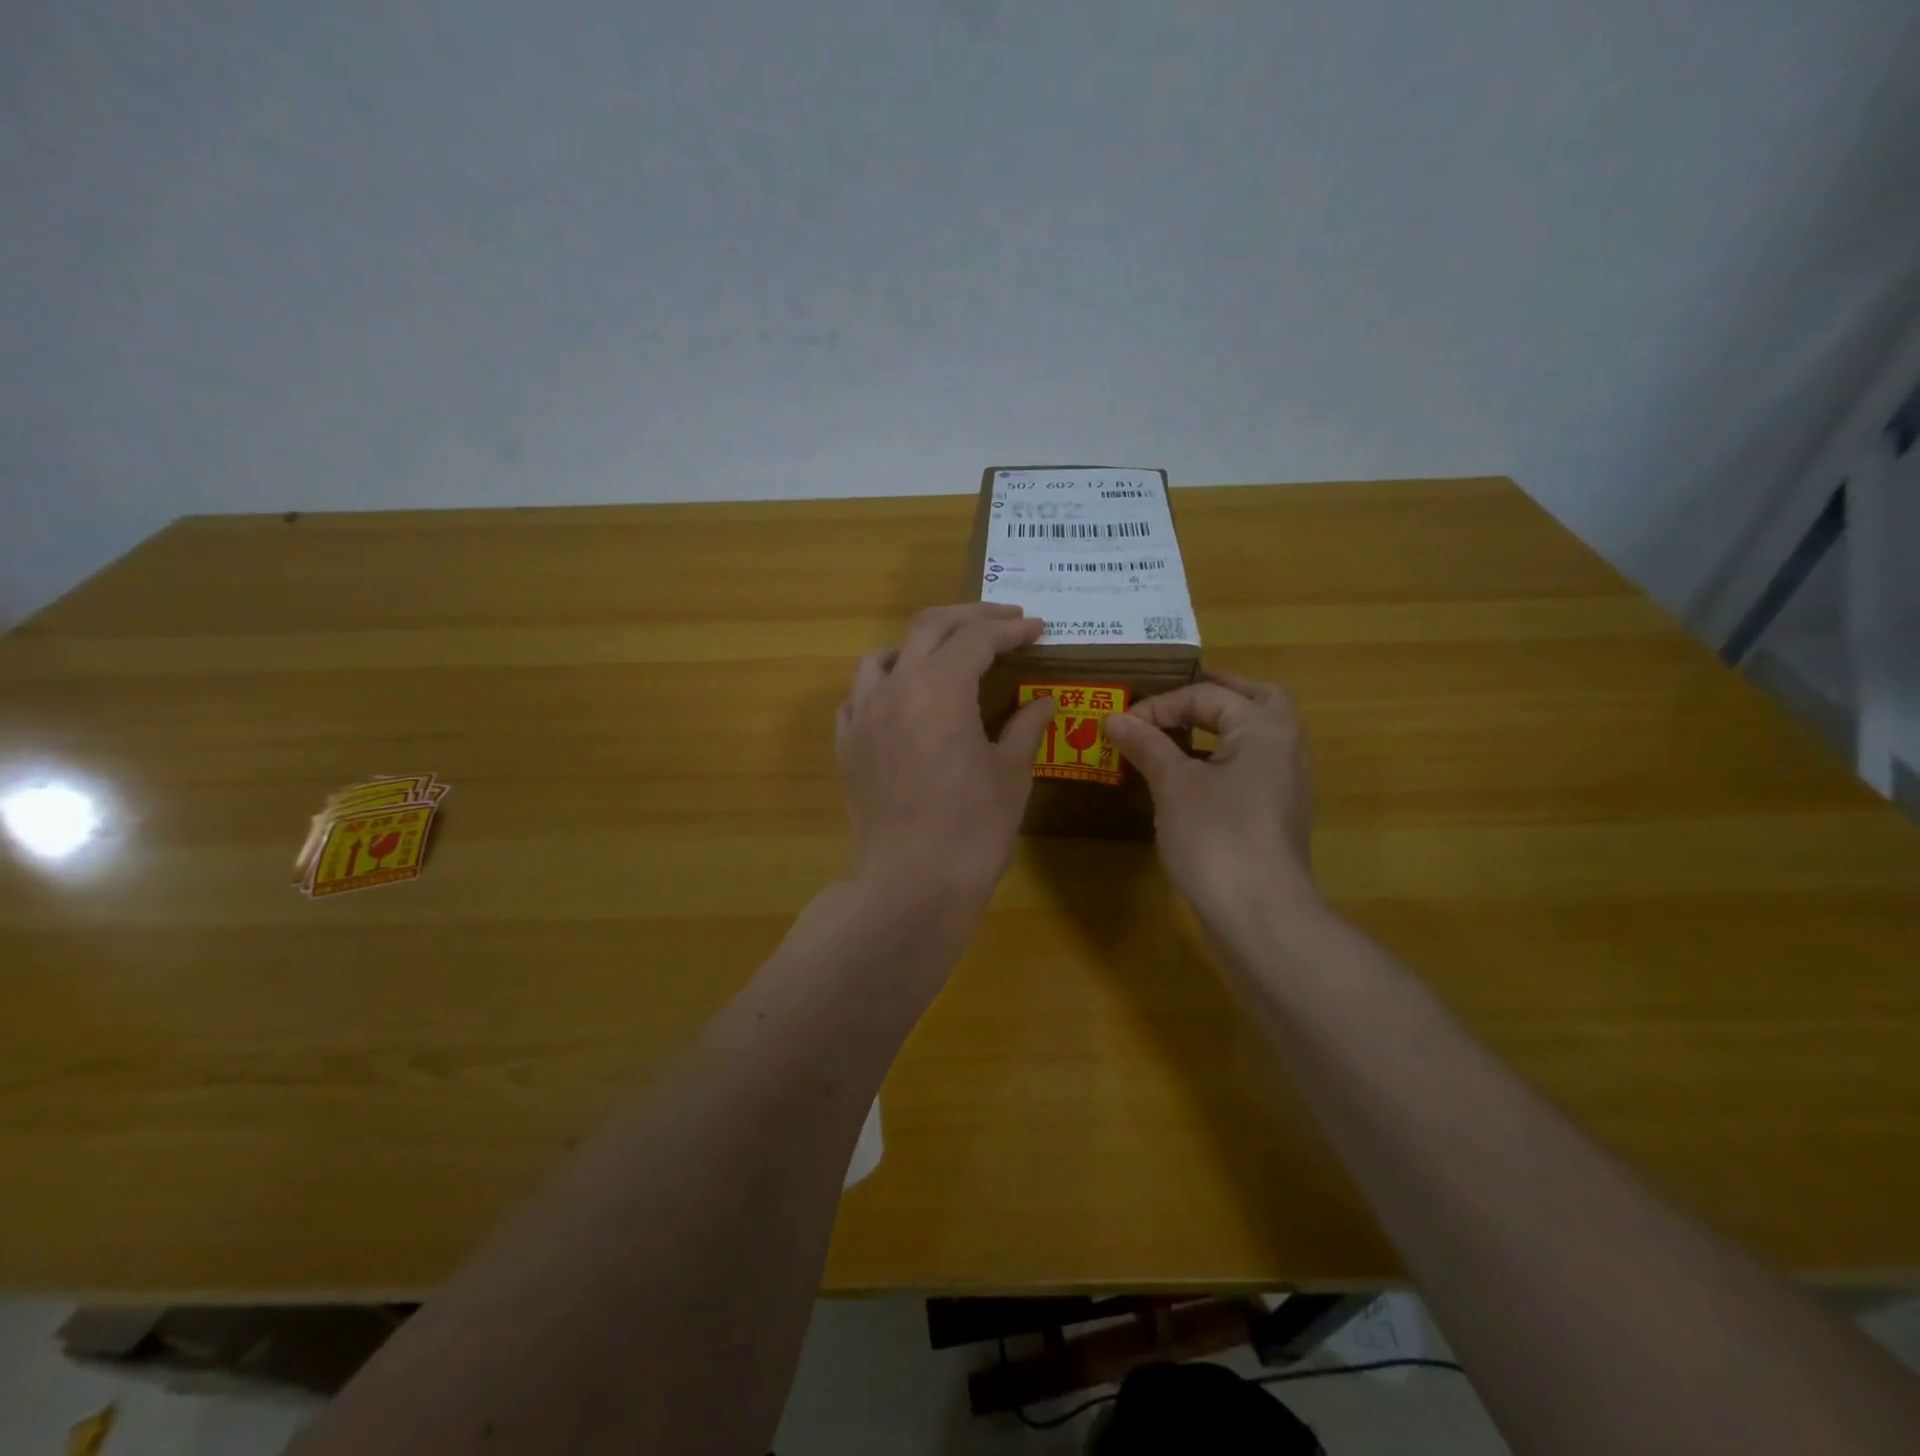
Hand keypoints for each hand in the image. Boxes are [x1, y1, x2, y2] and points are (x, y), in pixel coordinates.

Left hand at [835, 603, 1054, 905]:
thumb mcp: (1011, 774)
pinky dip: (884, 687)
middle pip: (928, 627)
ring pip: (883, 656)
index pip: (978, 638)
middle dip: (970, 617)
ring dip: (918, 646)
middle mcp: (895, 687)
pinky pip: (858, 698)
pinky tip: (902, 706)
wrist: (911, 883)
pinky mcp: (846, 746)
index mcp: (940, 686)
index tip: (1037, 629)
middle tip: (1004, 622)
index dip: (1012, 629)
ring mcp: (863, 715)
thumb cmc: (973, 828)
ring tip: (945, 658)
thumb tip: (1043, 701)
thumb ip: (1025, 726)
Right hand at [1103, 670, 1318, 934]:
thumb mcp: (1173, 785)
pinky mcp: (1276, 815)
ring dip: (1220, 727)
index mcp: (1264, 727)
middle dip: (1214, 695)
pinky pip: (1250, 769)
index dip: (1160, 704)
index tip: (1122, 725)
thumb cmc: (1216, 836)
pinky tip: (1190, 778)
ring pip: (1255, 737)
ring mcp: (1286, 784)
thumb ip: (1147, 745)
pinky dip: (1222, 760)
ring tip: (1178, 733)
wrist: (1259, 914)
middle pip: (1254, 700)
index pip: (1208, 694)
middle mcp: (1286, 746)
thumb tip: (1116, 718)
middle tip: (1176, 699)